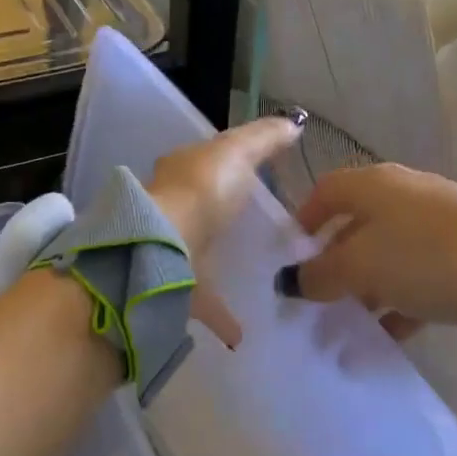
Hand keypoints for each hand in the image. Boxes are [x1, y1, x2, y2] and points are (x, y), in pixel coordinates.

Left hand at [146, 116, 301, 347]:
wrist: (163, 246)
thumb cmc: (201, 191)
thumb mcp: (238, 152)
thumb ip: (264, 138)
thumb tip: (293, 123)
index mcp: (182, 172)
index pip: (205, 162)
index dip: (228, 165)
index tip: (256, 178)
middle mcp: (171, 206)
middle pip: (199, 206)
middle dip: (220, 214)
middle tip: (254, 227)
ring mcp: (169, 246)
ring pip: (196, 251)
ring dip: (217, 261)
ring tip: (254, 275)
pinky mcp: (173, 285)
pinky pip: (201, 299)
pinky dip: (221, 314)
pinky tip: (242, 332)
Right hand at [285, 163, 456, 346]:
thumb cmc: (429, 259)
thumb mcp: (362, 267)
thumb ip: (319, 274)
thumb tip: (290, 280)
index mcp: (376, 184)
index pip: (326, 190)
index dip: (303, 219)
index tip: (288, 257)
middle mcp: (406, 194)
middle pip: (356, 225)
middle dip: (333, 263)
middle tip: (315, 301)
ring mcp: (440, 223)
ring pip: (388, 254)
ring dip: (366, 288)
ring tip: (348, 326)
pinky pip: (419, 275)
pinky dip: (401, 301)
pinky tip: (391, 334)